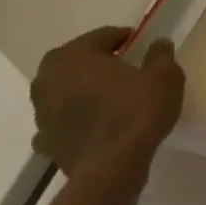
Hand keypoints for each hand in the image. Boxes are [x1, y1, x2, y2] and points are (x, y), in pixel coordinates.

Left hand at [30, 27, 184, 181]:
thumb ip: (160, 55)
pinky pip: (61, 122)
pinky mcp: (44, 142)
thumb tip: (158, 43)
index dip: (124, 38)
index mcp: (74, 55)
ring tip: (110, 98)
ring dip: (82, 91)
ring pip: (64, 92)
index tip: (141, 45)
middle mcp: (47, 79)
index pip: (101, 36)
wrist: (112, 168)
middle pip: (76, 62)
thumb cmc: (137, 111)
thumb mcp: (164, 76)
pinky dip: (74, 120)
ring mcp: (41, 113)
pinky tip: (94, 126)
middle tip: (123, 68)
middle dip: (96, 63)